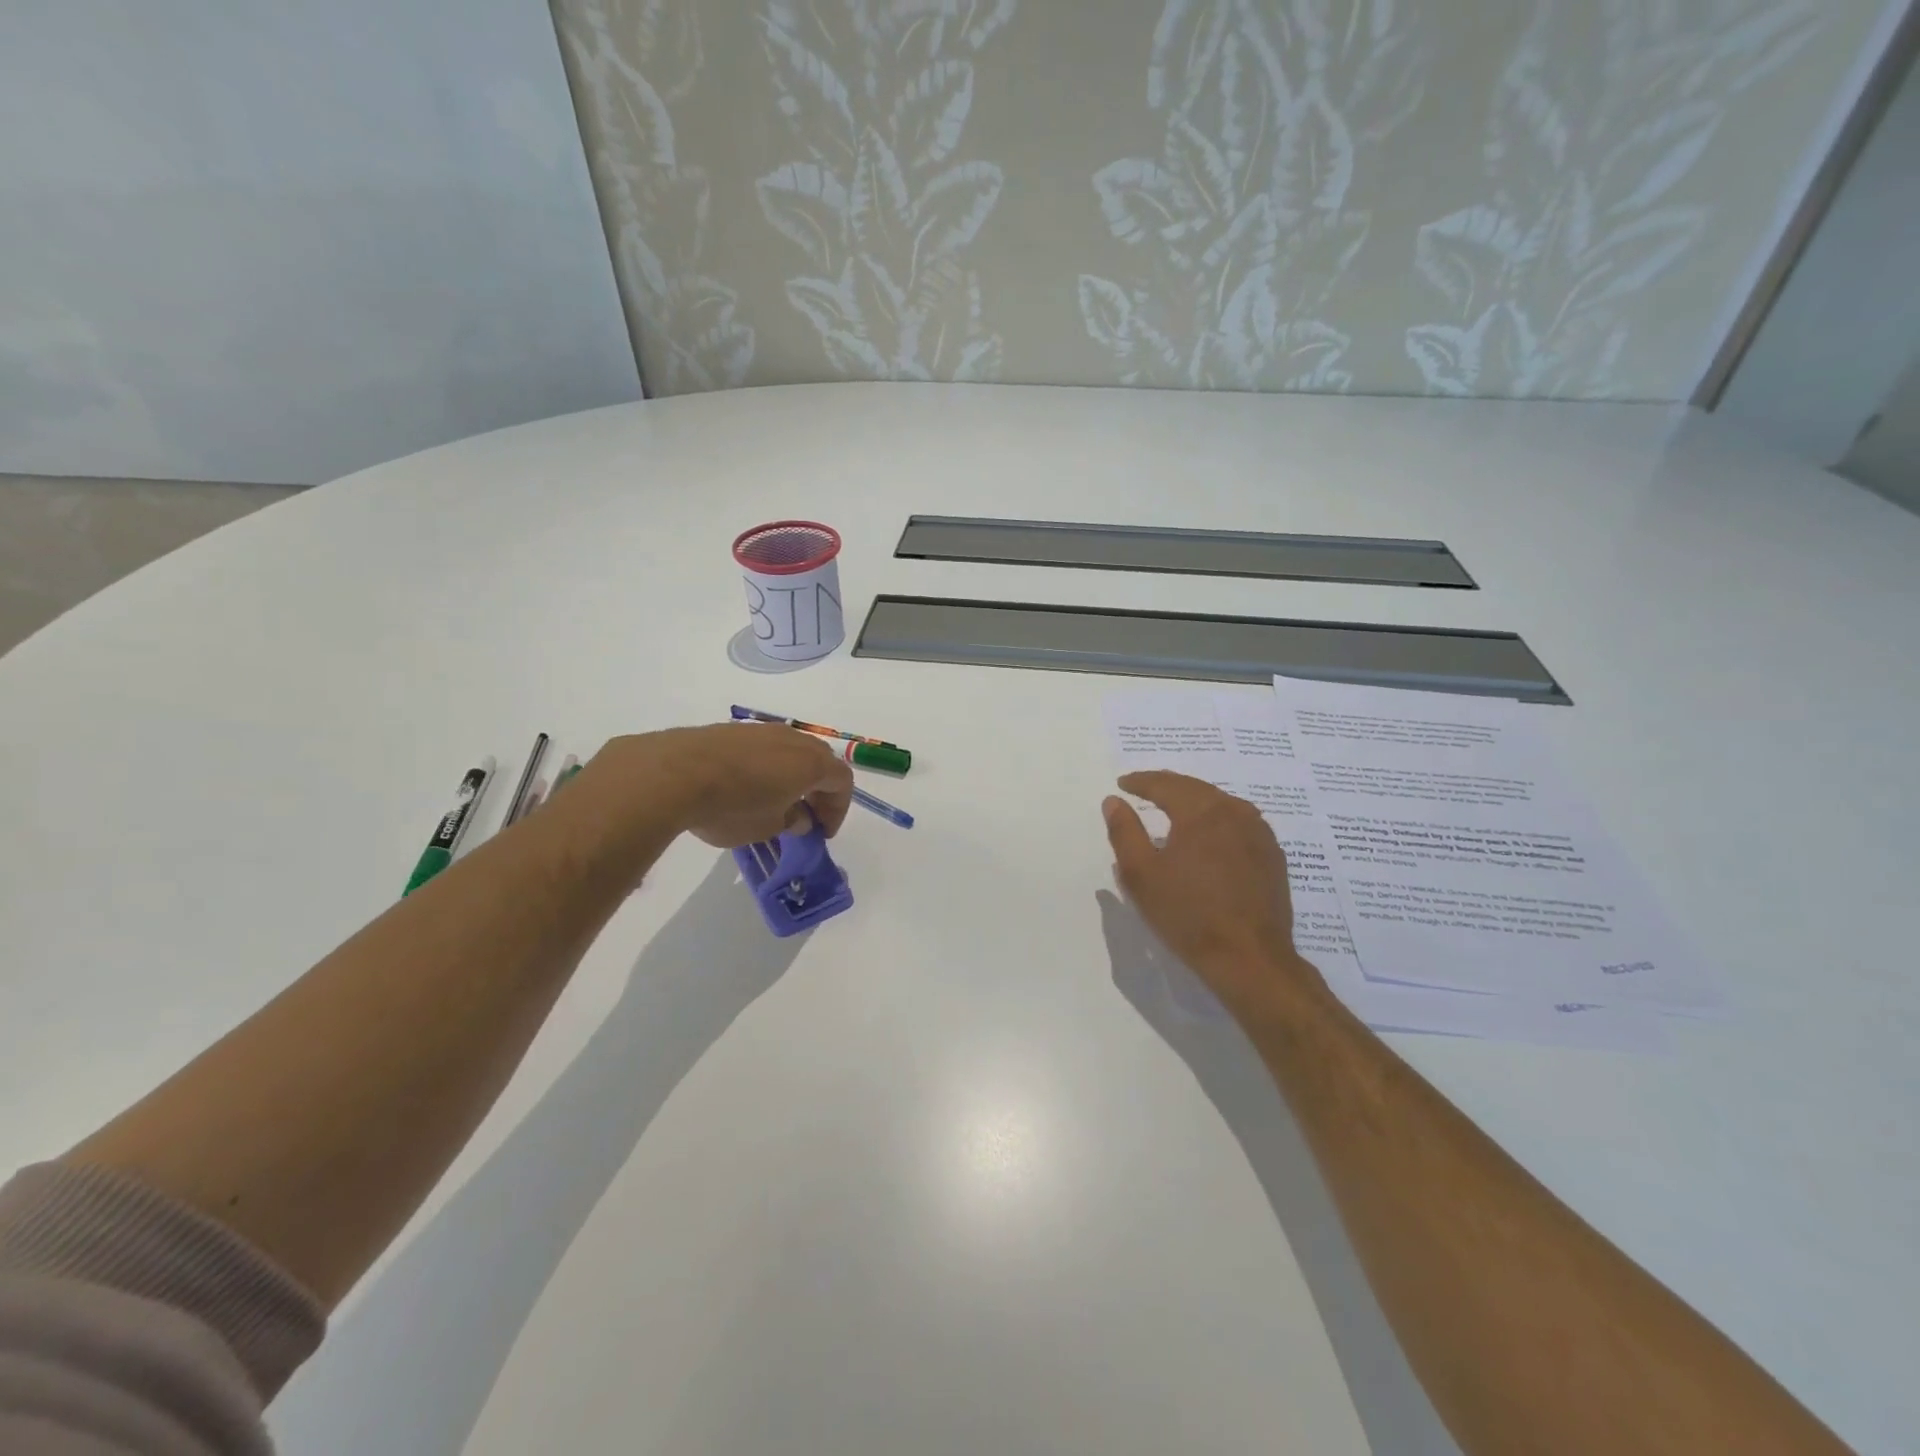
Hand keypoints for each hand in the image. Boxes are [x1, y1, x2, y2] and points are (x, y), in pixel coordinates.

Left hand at [579, 723, 853, 850]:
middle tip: (806, 817)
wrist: (673, 773)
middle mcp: (793, 740)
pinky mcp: (733, 730)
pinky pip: (763, 748)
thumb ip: (791, 821)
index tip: (822, 833)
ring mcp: (762, 730)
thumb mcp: (767, 828)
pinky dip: (767, 767)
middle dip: (819, 790)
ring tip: (775, 802)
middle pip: (821, 760)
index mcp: (812, 763)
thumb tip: (799, 816)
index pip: (842, 782)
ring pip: (791, 751)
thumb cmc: (731, 807)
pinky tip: (745, 787)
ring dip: (792, 776)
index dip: (838, 809)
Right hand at [1102, 771, 1323, 1015]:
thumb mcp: (1141, 874)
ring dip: (1194, 800)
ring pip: (1221, 804)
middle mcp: (1235, 812)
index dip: (1140, 782)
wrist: (1249, 959)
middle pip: (1195, 788)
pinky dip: (1217, 820)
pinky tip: (1209, 835)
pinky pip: (1239, 824)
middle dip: (1167, 786)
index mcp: (1202, 811)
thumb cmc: (1188, 914)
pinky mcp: (1272, 856)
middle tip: (1145, 788)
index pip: (1165, 784)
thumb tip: (1114, 801)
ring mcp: (1260, 834)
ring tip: (1174, 807)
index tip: (1123, 784)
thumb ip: (1124, 831)